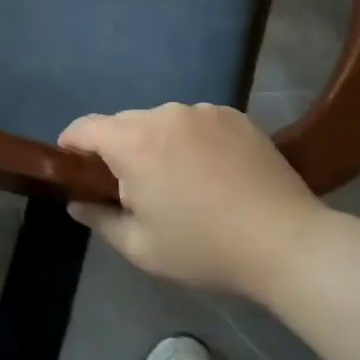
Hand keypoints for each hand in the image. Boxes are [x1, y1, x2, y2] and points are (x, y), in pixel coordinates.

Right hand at [60, 104, 325, 295]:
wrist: (287, 243)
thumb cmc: (205, 248)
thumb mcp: (142, 248)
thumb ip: (100, 219)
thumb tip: (76, 202)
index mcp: (134, 143)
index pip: (84, 127)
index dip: (71, 146)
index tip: (76, 169)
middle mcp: (163, 115)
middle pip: (122, 123)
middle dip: (118, 150)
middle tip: (135, 188)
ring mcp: (201, 110)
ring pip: (160, 121)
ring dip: (157, 143)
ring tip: (181, 181)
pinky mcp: (232, 114)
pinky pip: (194, 121)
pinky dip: (191, 140)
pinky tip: (214, 172)